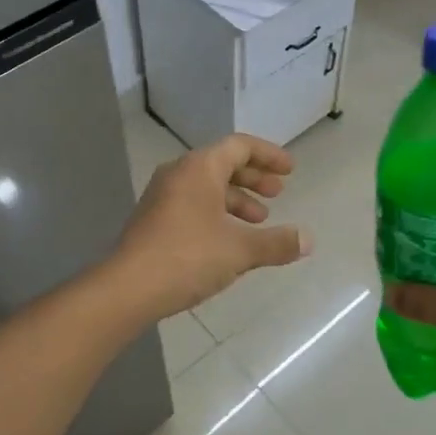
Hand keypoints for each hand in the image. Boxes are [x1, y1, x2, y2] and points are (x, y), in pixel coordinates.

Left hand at [110, 134, 311, 319]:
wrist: (127, 289)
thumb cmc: (188, 257)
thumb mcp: (240, 250)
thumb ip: (276, 243)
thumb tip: (308, 240)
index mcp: (200, 168)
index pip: (240, 146)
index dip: (269, 155)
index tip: (290, 171)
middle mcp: (179, 174)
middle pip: (223, 164)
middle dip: (254, 178)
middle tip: (278, 194)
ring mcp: (162, 197)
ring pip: (207, 186)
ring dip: (236, 199)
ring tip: (259, 221)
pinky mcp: (154, 220)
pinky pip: (193, 204)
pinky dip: (217, 213)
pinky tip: (229, 240)